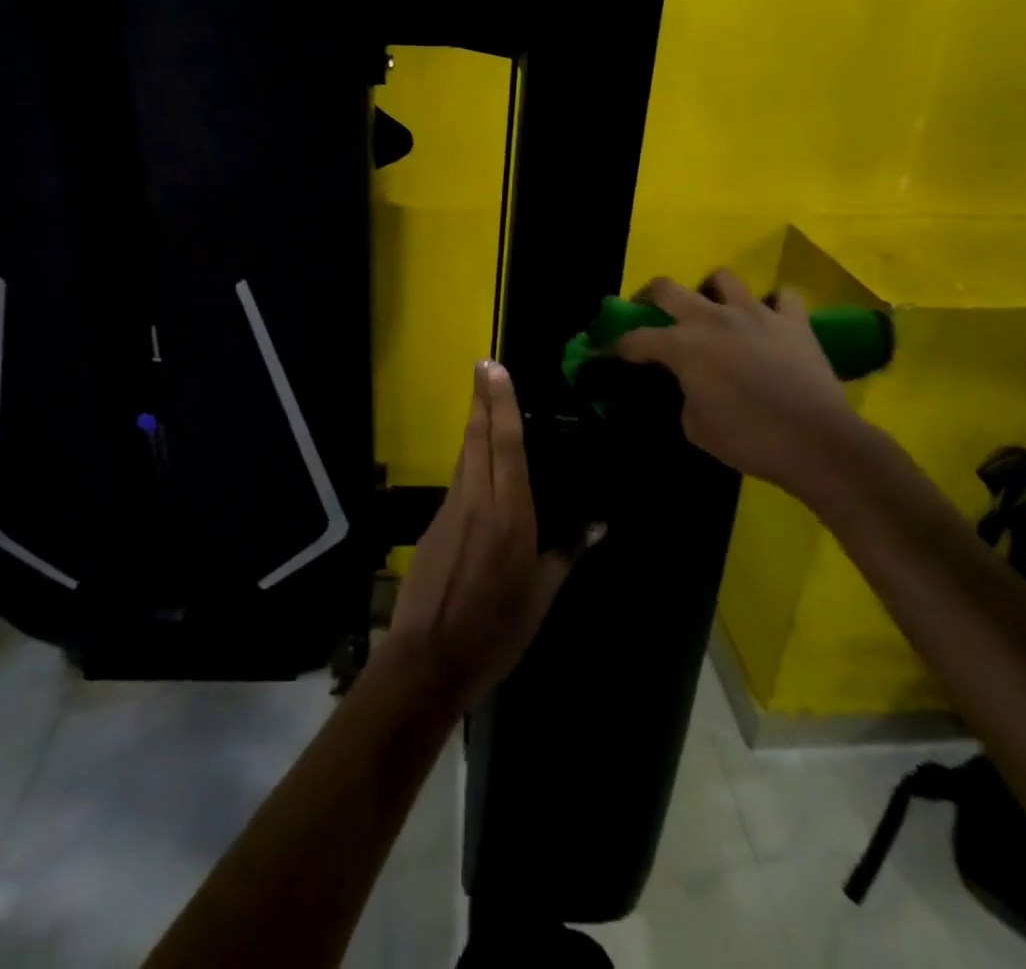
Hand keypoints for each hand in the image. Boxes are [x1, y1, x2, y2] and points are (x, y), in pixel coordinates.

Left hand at [385, 361, 593, 716]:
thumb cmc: (495, 630)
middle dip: (480, 399)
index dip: (501, 403)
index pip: (505, 444)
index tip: (495, 368)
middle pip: (476, 438)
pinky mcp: (434, 525)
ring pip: (463, 456)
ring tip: (483, 402)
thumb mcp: (541, 595)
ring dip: (472, 425)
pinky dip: (468, 460)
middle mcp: (476, 500)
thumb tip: (598, 524)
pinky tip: (478, 464)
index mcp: (508, 514)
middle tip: (483, 366)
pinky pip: (457, 482)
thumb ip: (567, 553)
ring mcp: (449, 511)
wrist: (427, 659)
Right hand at [615, 271, 875, 502]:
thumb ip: (684, 395)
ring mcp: (755, 313)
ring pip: (722, 279)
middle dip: (650, 298)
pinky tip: (769, 321)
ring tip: (715, 311)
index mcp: (682, 346)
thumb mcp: (695, 426)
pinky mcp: (793, 320)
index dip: (620, 345)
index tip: (615, 352)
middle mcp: (712, 319)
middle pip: (667, 288)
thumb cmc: (748, 439)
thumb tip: (690, 384)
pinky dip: (773, 305)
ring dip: (712, 292)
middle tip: (651, 312)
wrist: (816, 442)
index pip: (636, 338)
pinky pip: (782, 296)